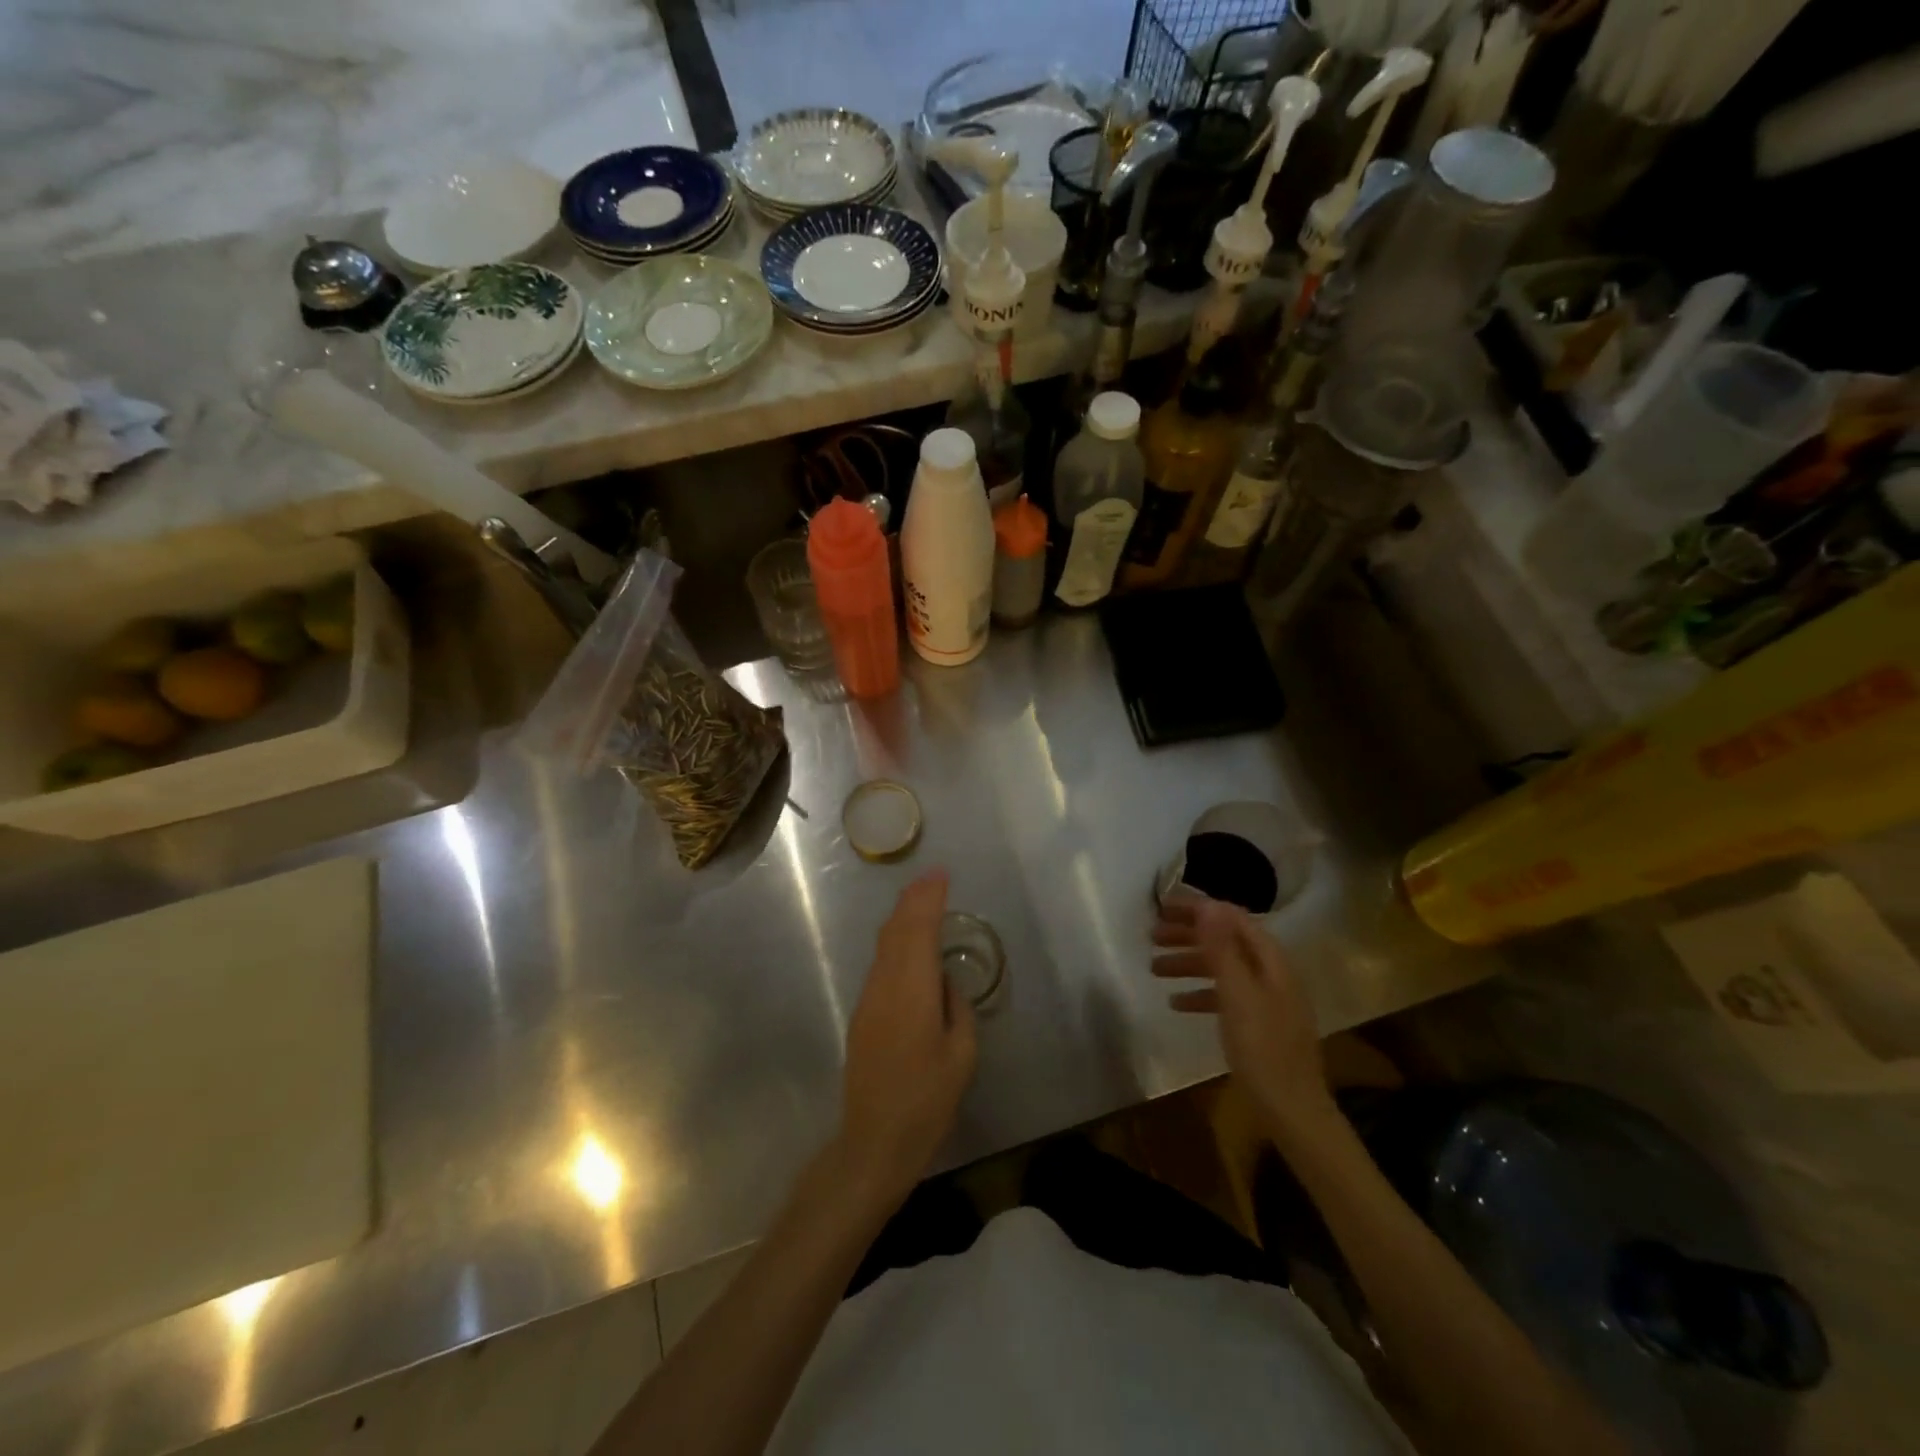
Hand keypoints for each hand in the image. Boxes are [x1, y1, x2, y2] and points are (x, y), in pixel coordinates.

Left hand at [837, 871, 977, 1208]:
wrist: (873, 1141)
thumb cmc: (927, 1101)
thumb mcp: (961, 1055)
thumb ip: (956, 1007)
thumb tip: (943, 980)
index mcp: (913, 991)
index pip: (919, 930)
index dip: (929, 899)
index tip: (940, 875)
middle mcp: (885, 985)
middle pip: (896, 930)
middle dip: (913, 899)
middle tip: (932, 878)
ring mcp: (869, 999)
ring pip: (884, 945)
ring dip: (902, 918)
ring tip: (920, 901)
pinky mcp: (862, 1014)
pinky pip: (880, 964)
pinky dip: (895, 942)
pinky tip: (907, 944)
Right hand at [1152, 895, 1336, 1146]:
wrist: (1292, 1112)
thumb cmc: (1263, 1049)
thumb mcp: (1237, 995)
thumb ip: (1222, 949)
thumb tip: (1207, 905)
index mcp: (1272, 961)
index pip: (1232, 918)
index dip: (1198, 909)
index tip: (1162, 907)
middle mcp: (1271, 973)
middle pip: (1226, 941)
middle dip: (1188, 934)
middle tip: (1151, 935)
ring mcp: (1266, 1000)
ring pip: (1222, 968)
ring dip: (1189, 963)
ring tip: (1154, 968)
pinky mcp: (1258, 1025)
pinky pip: (1225, 996)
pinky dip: (1200, 993)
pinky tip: (1175, 1003)